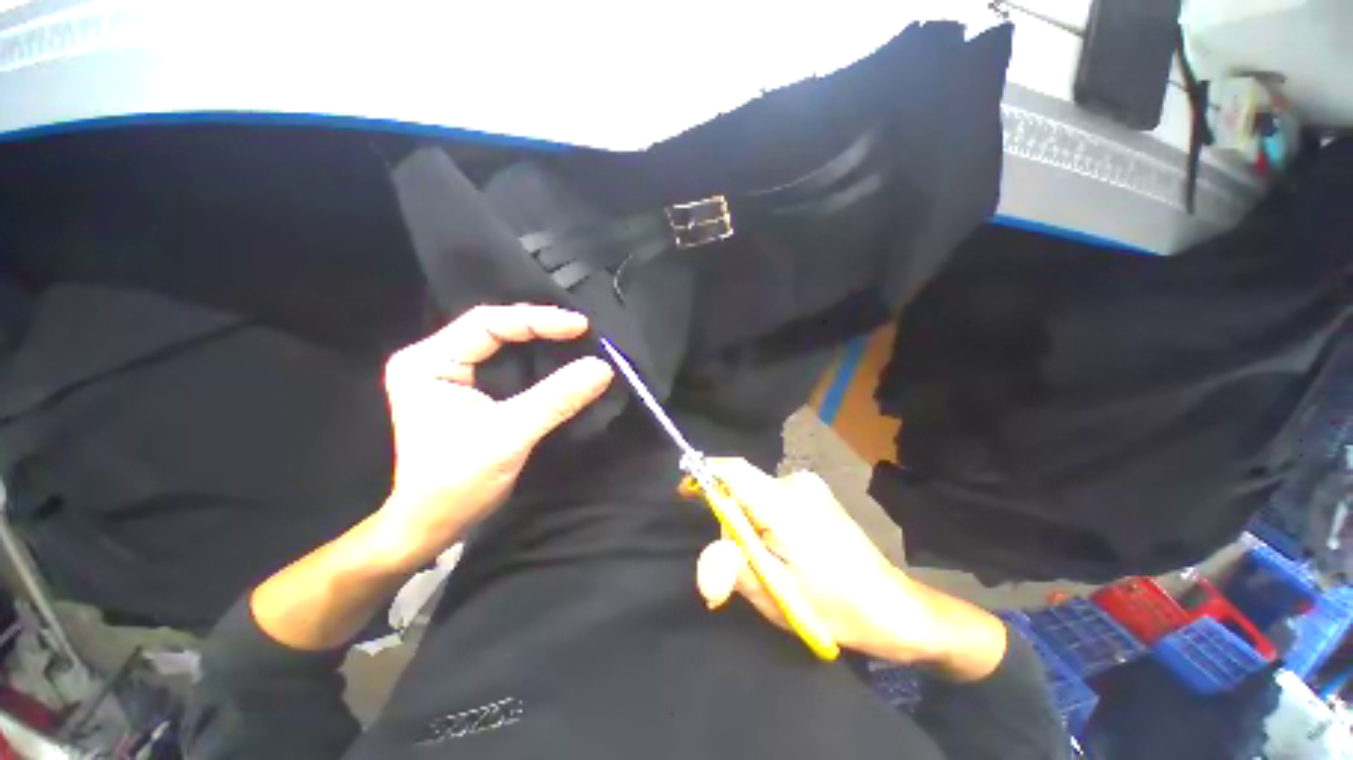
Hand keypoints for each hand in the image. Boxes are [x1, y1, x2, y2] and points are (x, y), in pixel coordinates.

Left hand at [369, 304, 613, 570]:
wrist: (434, 524)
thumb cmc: (457, 483)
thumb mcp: (509, 436)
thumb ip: (556, 399)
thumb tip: (602, 368)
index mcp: (428, 362)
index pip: (487, 323)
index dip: (536, 320)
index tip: (580, 326)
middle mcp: (434, 360)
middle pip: (494, 328)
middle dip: (540, 326)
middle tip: (581, 330)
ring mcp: (450, 374)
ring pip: (502, 343)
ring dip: (540, 340)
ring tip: (576, 339)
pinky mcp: (467, 390)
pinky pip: (506, 363)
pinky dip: (536, 360)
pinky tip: (559, 359)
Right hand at [695, 459, 1005, 679]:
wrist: (893, 607)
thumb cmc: (835, 605)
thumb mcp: (779, 595)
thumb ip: (736, 572)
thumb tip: (703, 572)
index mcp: (785, 504)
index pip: (733, 471)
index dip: (704, 473)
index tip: (684, 490)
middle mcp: (797, 484)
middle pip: (742, 486)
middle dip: (730, 517)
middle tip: (741, 558)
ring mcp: (810, 486)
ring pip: (757, 493)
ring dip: (749, 521)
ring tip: (769, 561)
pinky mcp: (816, 493)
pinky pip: (773, 496)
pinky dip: (764, 516)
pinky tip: (783, 548)